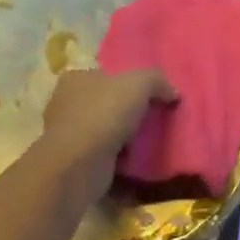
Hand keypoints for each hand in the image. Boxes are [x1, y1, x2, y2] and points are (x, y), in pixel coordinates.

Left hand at [39, 68, 177, 195]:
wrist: (79, 166)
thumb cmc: (104, 114)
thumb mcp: (139, 84)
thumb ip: (157, 80)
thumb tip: (172, 92)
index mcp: (76, 78)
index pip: (105, 73)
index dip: (128, 80)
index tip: (150, 92)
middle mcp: (67, 104)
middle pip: (106, 101)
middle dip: (127, 109)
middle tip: (155, 115)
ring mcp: (69, 134)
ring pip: (105, 129)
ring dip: (124, 135)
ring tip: (151, 138)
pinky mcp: (75, 161)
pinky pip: (104, 153)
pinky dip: (119, 156)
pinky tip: (138, 158)